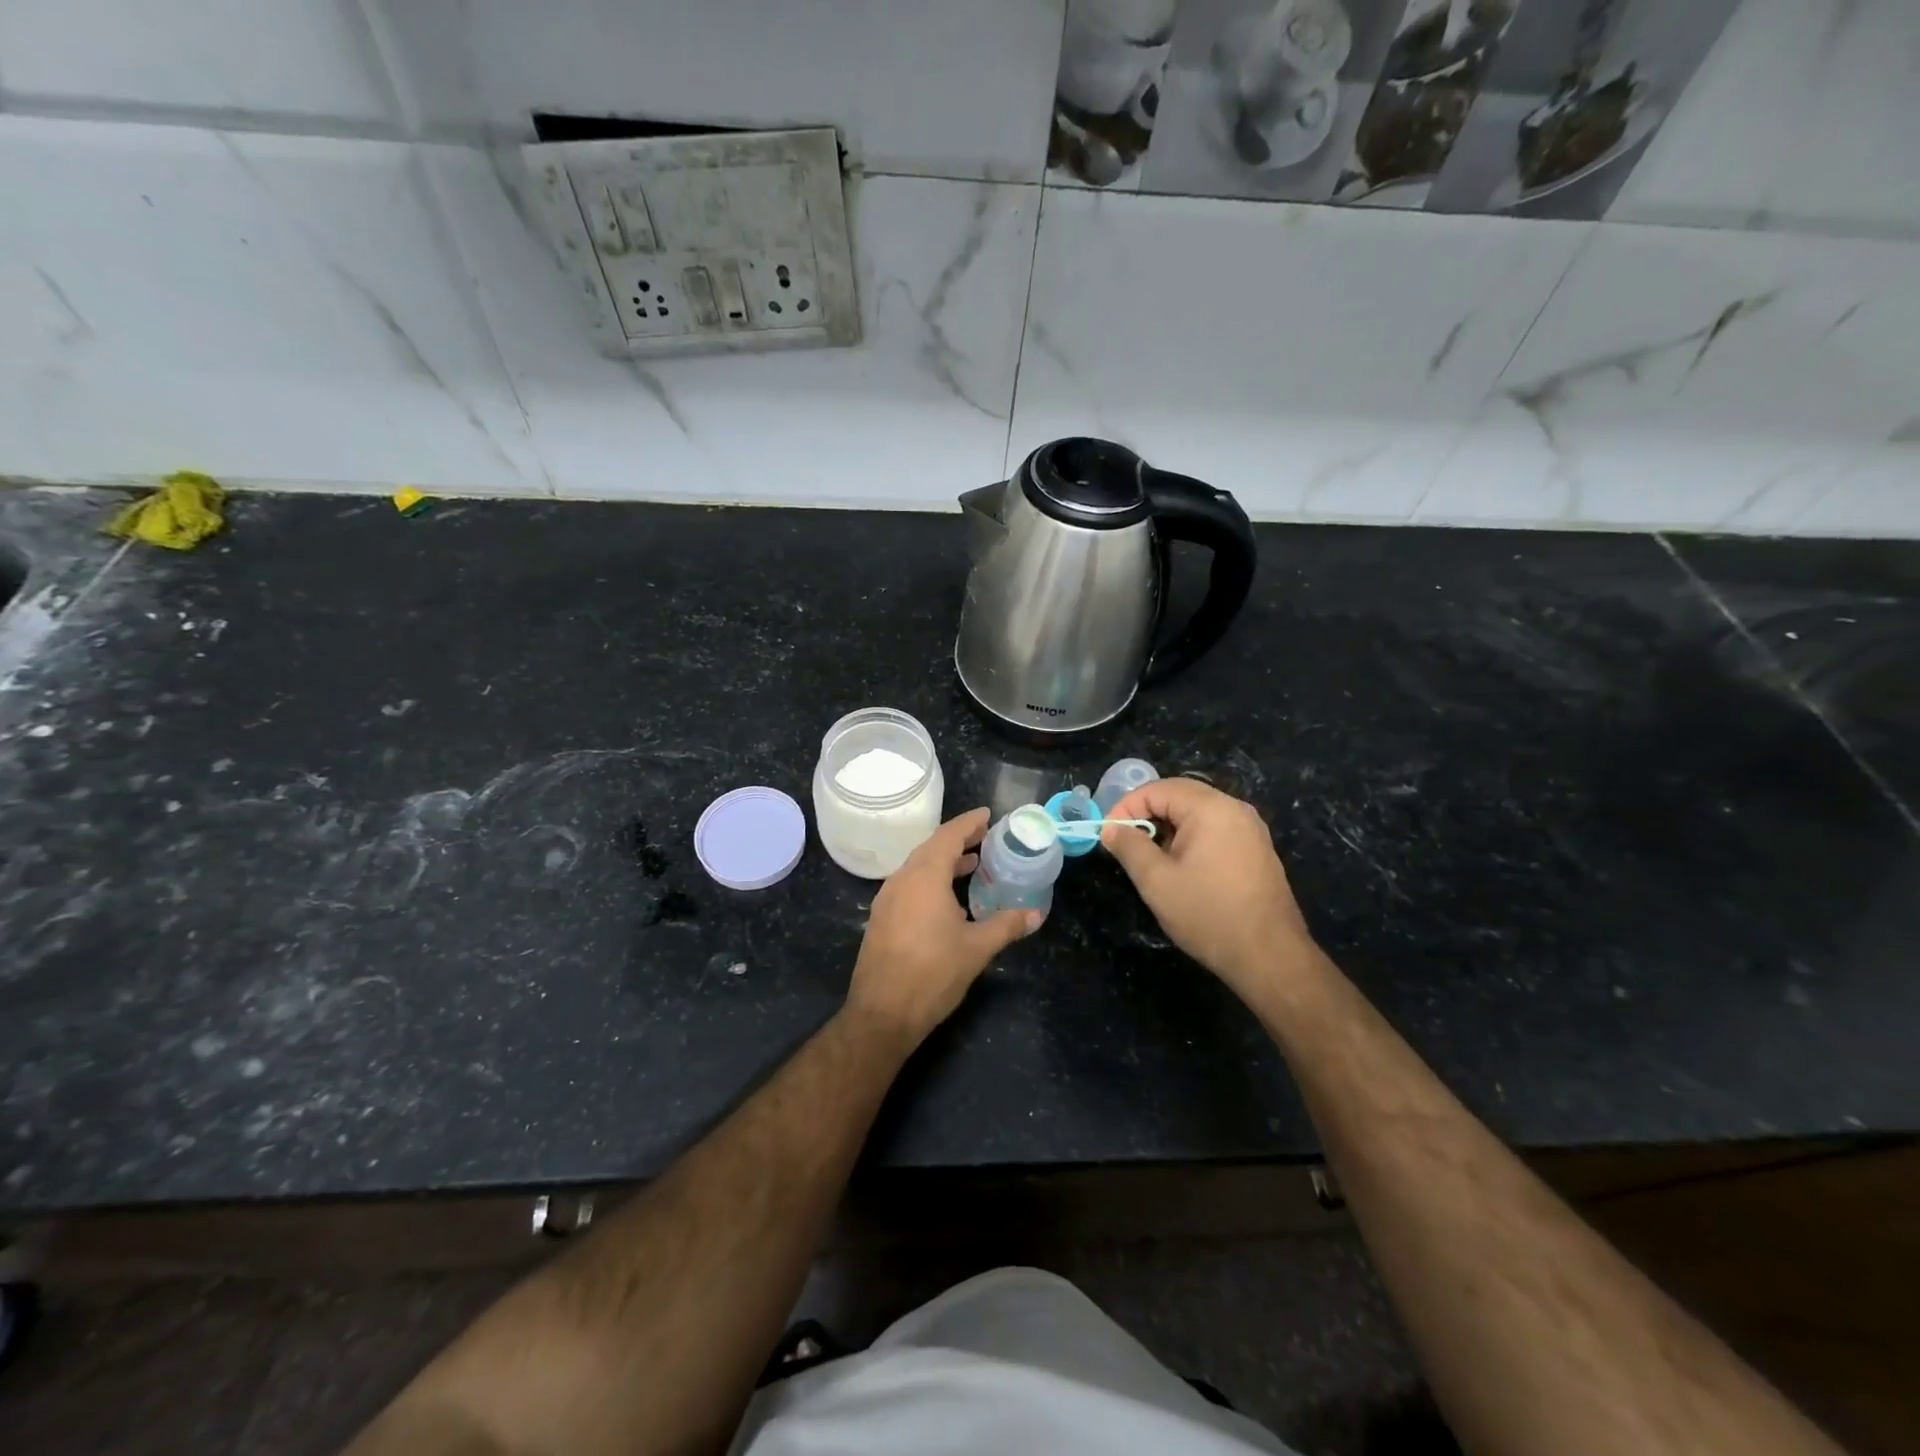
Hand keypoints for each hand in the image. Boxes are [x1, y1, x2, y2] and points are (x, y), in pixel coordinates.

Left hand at [846, 808, 1040, 1041]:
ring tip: (971, 865)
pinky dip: (930, 881)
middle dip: (957, 840)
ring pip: (917, 868)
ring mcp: (887, 899)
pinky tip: (947, 900)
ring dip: (943, 862)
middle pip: (931, 848)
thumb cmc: (933, 973)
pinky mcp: (882, 919)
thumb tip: (1036, 914)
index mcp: (924, 877)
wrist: (882, 1013)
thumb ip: (1006, 925)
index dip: (968, 823)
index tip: (987, 814)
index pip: (948, 836)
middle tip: (984, 837)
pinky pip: (908, 886)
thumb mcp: (977, 948)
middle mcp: (901, 880)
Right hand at [1101, 777, 1316, 998]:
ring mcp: (1250, 828)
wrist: (1270, 957)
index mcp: (1211, 808)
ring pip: (1196, 813)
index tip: (1108, 835)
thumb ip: (1129, 847)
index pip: (1157, 789)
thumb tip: (1111, 828)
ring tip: (1147, 856)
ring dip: (1167, 827)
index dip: (1126, 807)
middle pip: (1179, 795)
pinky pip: (1214, 829)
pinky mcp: (1256, 849)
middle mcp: (1234, 808)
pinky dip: (1189, 838)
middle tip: (1123, 842)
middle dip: (1146, 814)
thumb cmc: (1208, 914)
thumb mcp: (1156, 881)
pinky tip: (1179, 867)